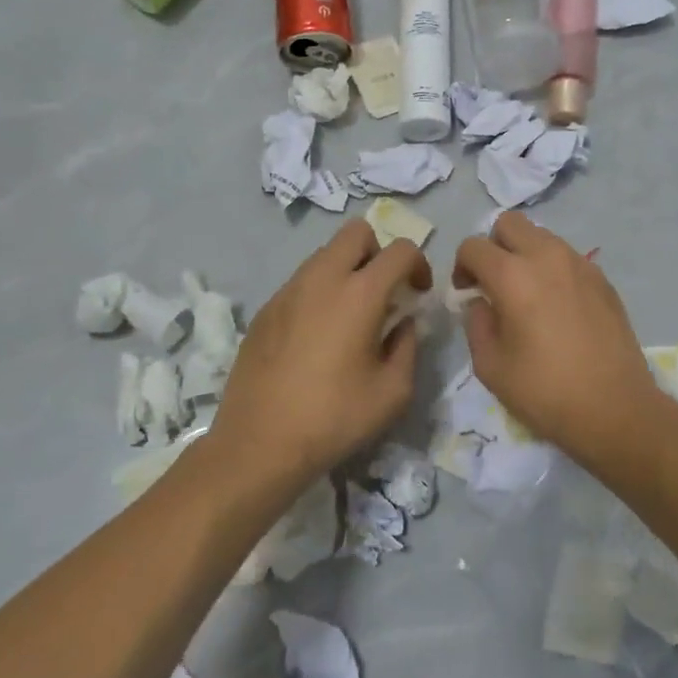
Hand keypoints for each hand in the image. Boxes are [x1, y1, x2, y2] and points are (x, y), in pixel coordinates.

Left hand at [213, 221, 430, 484]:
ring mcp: (288, 291)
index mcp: (360, 293)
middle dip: (379, 252)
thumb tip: (403, 322)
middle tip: (383, 292)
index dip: (419, 264)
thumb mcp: (394, 391)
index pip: (400, 249)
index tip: (417, 294)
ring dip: (347, 270)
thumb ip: (408, 345)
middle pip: (356, 232)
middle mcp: (322, 279)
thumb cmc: (335, 418)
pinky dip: (319, 293)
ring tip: (350, 316)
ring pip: (325, 254)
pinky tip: (317, 337)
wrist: (259, 444)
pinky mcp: (265, 310)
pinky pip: (301, 282)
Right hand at [453, 214, 657, 462]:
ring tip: (527, 295)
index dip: (461, 266)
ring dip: (525, 254)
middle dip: (494, 246)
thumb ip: (476, 323)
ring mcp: (580, 264)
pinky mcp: (603, 279)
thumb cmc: (545, 391)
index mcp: (513, 275)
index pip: (473, 246)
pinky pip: (568, 258)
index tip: (466, 293)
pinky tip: (557, 308)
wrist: (615, 408)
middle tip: (494, 282)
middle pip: (510, 223)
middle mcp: (547, 256)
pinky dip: (553, 270)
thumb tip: (481, 302)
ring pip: (542, 236)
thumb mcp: (490, 366)